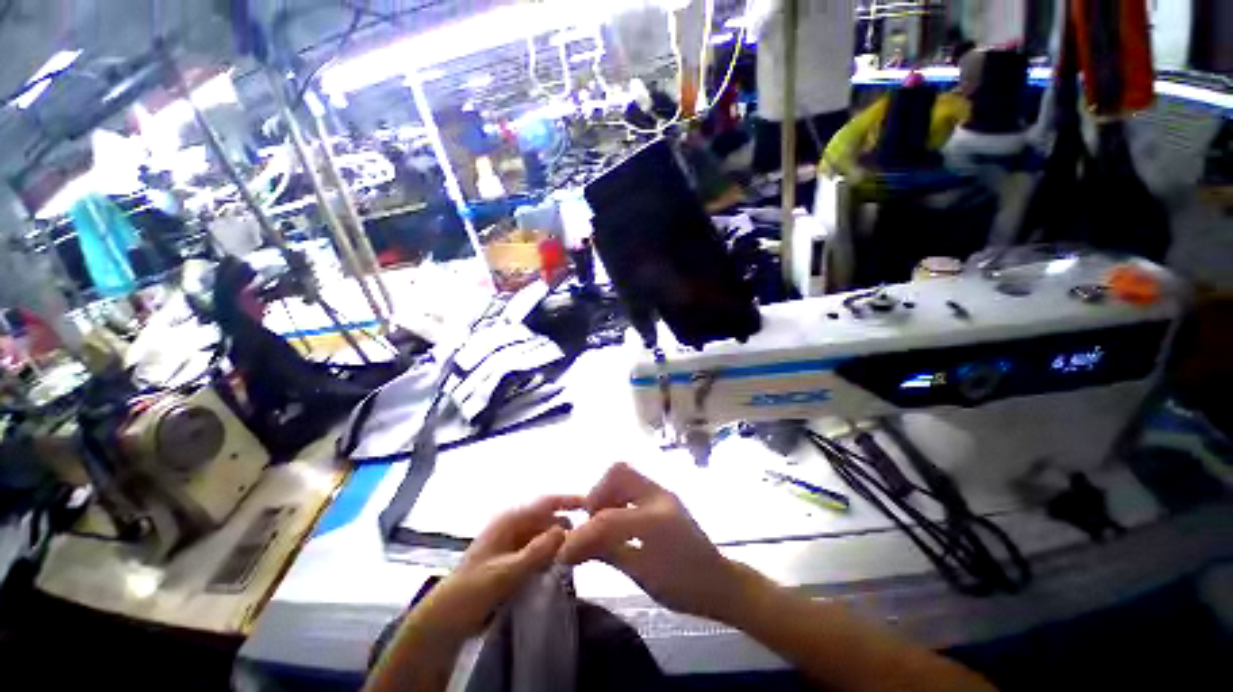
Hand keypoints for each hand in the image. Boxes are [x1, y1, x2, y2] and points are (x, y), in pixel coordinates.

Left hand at [412, 495, 583, 641]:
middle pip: (548, 518)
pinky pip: (538, 549)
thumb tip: (564, 530)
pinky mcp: (513, 557)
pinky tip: (559, 566)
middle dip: (566, 526)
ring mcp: (513, 541)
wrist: (447, 617)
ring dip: (559, 542)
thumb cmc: (472, 590)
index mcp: (510, 520)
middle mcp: (514, 525)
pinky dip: (550, 554)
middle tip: (588, 539)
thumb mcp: (504, 573)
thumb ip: (535, 552)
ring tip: (578, 553)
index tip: (591, 504)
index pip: (545, 502)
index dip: (568, 500)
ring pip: (544, 534)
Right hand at [558, 463, 741, 620]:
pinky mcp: (663, 496)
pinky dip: (618, 496)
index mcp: (655, 521)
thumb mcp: (641, 575)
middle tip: (591, 522)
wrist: (719, 582)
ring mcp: (662, 492)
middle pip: (619, 472)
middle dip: (597, 494)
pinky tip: (617, 520)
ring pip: (626, 474)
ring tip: (601, 522)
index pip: (608, 517)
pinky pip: (634, 484)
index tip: (566, 550)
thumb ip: (606, 553)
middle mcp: (659, 496)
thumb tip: (570, 547)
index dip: (582, 533)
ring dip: (607, 494)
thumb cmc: (683, 586)